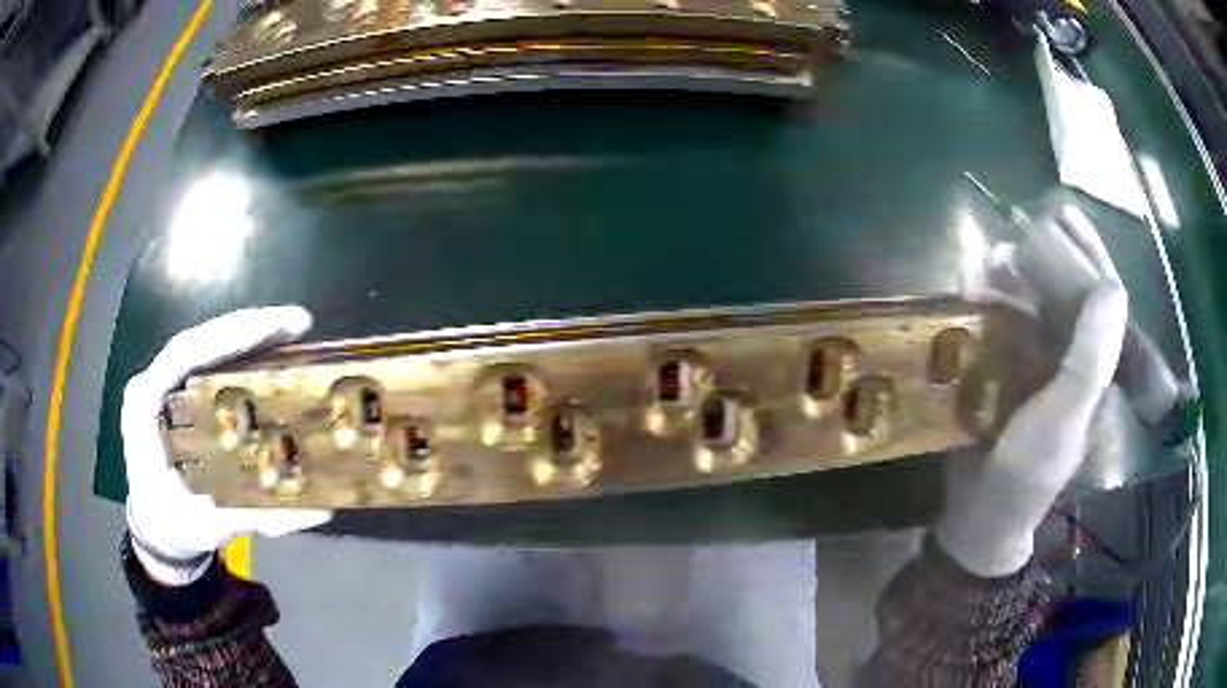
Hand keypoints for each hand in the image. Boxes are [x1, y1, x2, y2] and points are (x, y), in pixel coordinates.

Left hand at [123, 306, 331, 585]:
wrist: (157, 529)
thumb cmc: (175, 524)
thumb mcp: (211, 525)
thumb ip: (257, 516)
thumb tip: (319, 511)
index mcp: (146, 405)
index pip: (185, 353)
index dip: (228, 335)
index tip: (275, 327)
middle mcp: (153, 384)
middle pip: (199, 342)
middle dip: (247, 328)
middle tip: (297, 324)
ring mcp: (164, 386)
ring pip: (204, 348)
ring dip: (246, 337)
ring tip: (290, 333)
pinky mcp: (177, 394)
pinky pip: (207, 363)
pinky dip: (238, 355)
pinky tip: (268, 354)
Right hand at [936, 201, 1127, 576]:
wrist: (980, 515)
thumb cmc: (1028, 472)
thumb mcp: (1063, 417)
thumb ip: (1090, 359)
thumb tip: (1113, 285)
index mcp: (1095, 368)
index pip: (1102, 300)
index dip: (1089, 255)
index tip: (1065, 215)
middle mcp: (1071, 358)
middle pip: (1066, 294)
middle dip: (1045, 259)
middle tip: (1016, 232)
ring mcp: (1038, 366)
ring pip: (1032, 306)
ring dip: (1011, 281)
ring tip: (986, 265)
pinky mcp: (1006, 374)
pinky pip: (1003, 327)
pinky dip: (989, 307)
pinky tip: (971, 296)